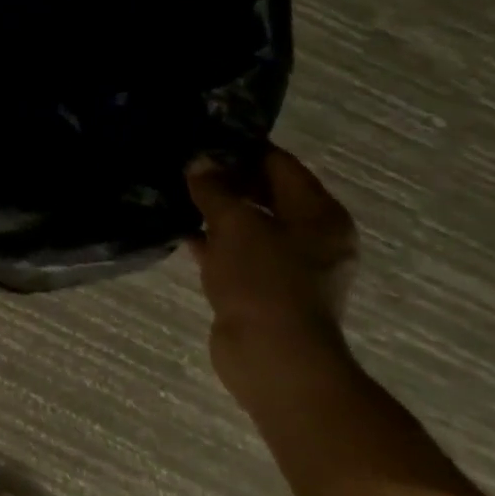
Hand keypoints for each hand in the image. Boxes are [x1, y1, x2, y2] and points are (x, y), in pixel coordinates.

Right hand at [185, 147, 357, 397]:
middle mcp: (310, 237)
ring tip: (175, 191)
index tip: (203, 137)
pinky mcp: (262, 289)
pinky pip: (235, 253)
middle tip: (183, 162)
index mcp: (319, 214)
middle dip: (225, 179)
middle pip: (264, 193)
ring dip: (215, 211)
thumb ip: (215, 188)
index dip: (242, 148)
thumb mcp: (235, 223)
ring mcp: (287, 266)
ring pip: (246, 225)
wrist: (273, 359)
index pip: (280, 164)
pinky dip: (211, 242)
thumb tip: (199, 162)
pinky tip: (179, 230)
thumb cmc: (265, 281)